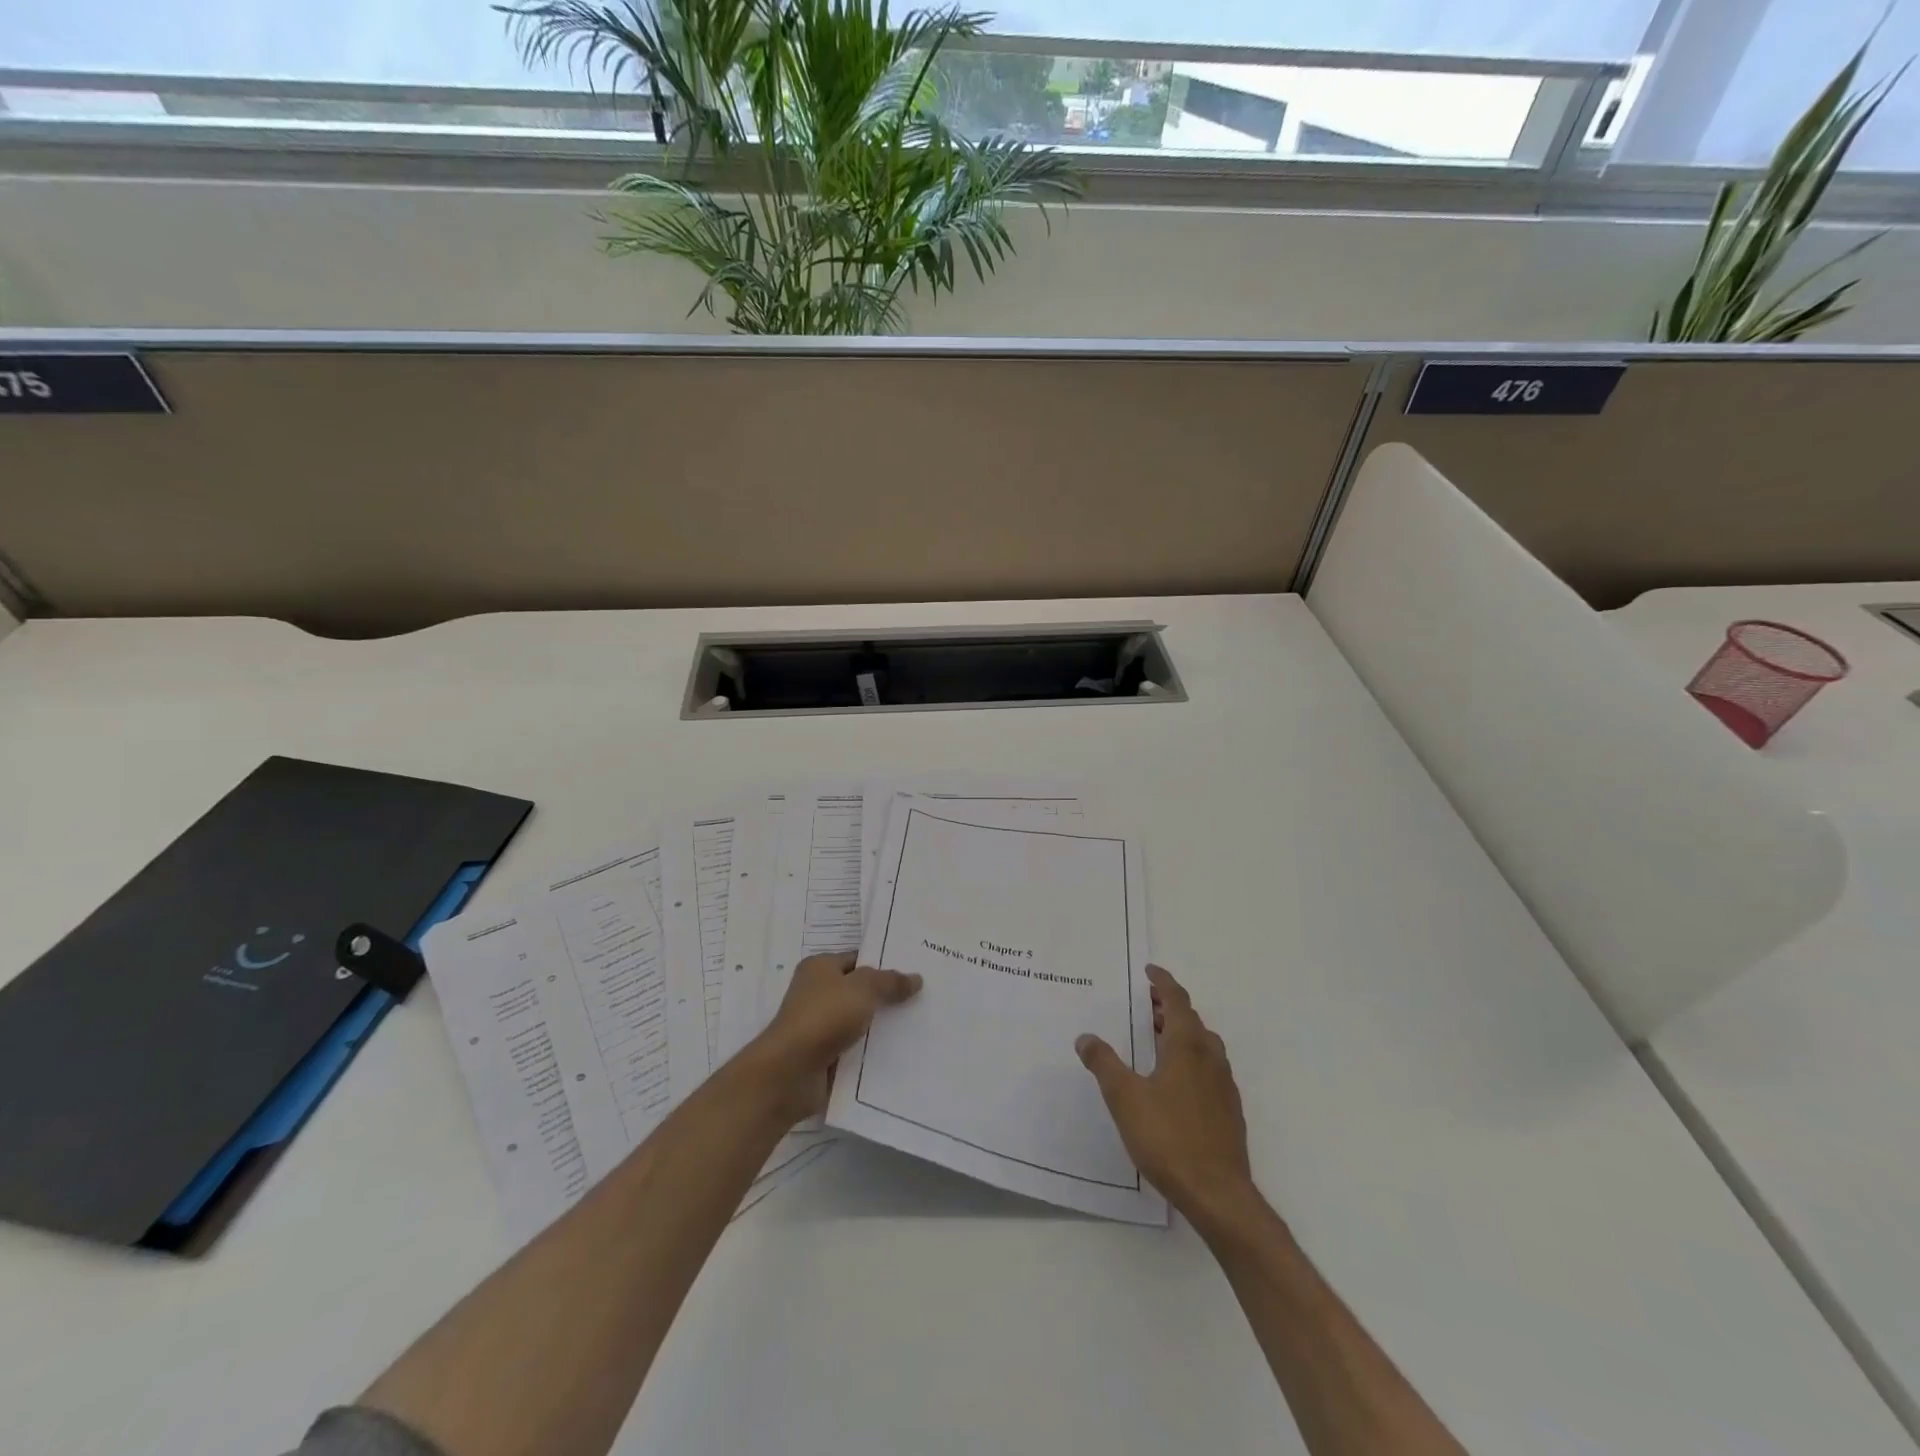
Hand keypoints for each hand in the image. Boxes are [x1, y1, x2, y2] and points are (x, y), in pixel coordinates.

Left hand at [751, 952, 921, 1120]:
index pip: (858, 959)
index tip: (915, 971)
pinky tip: (900, 1054)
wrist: (791, 1072)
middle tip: (924, 998)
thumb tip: (916, 978)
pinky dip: (872, 1052)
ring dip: (882, 1027)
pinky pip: (855, 1049)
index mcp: (820, 967)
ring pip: (860, 1021)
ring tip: (919, 1026)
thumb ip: (890, 981)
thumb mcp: (863, 989)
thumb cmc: (824, 1016)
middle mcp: (817, 993)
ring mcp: (819, 1026)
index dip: (884, 964)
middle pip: (860, 991)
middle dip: (887, 997)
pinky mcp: (824, 1056)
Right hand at [1076, 964, 1253, 1224]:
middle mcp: (1210, 1057)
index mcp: (1187, 1046)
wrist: (1218, 1194)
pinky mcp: (1229, 1110)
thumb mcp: (1125, 1098)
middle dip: (1169, 1007)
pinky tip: (1175, 1082)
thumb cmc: (1169, 1138)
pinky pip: (1209, 1068)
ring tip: (1158, 1039)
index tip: (1149, 971)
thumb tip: (1085, 1037)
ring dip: (1182, 1033)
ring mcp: (1224, 1085)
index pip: (1177, 1000)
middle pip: (1192, 1020)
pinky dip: (1191, 1058)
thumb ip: (1104, 1064)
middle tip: (1146, 1005)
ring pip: (1204, 1045)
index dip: (1163, 982)